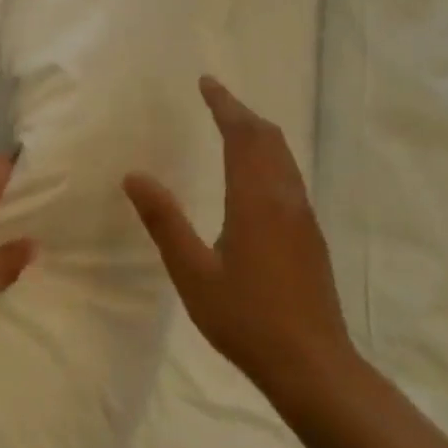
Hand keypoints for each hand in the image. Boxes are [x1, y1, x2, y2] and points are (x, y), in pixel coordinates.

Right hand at [123, 77, 356, 419]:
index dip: (224, 105)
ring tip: (231, 125)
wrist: (313, 365)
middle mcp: (286, 199)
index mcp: (256, 201)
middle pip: (269, 139)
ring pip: (284, 157)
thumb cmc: (245, 318)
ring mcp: (303, 218)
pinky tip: (254, 175)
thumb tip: (134, 176)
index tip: (207, 82)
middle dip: (242, 113)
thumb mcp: (192, 272)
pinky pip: (289, 176)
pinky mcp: (310, 236)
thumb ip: (164, 221)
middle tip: (214, 98)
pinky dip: (268, 156)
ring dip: (258, 133)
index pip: (242, 136)